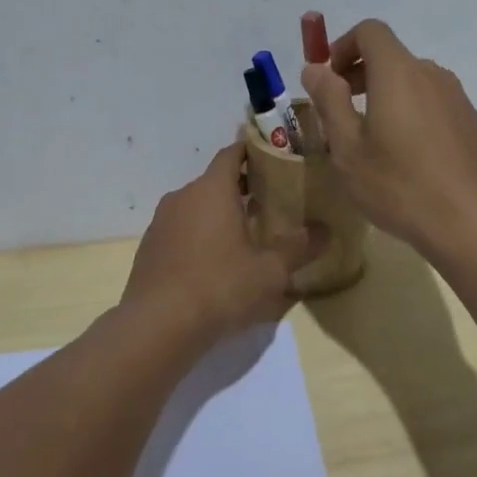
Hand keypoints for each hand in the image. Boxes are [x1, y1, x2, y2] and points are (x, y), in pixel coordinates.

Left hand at [121, 142, 326, 342]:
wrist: (157, 325)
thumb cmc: (219, 286)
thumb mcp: (269, 271)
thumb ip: (299, 247)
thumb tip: (326, 231)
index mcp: (212, 189)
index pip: (232, 153)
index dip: (252, 151)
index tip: (274, 156)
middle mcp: (183, 196)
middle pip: (215, 181)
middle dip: (241, 187)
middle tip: (271, 200)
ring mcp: (161, 222)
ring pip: (196, 206)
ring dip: (219, 213)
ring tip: (246, 233)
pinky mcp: (150, 247)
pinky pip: (181, 230)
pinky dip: (199, 235)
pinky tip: (215, 262)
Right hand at [300, 19, 476, 262]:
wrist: (472, 224)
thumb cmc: (399, 186)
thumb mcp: (348, 148)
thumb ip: (329, 101)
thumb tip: (315, 68)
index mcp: (399, 72)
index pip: (370, 31)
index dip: (342, 46)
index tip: (327, 80)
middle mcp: (432, 74)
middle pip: (391, 55)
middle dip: (359, 73)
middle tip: (339, 112)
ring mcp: (457, 98)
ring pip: (412, 80)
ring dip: (384, 95)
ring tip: (370, 139)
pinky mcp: (471, 122)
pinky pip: (432, 102)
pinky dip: (409, 111)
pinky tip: (405, 156)